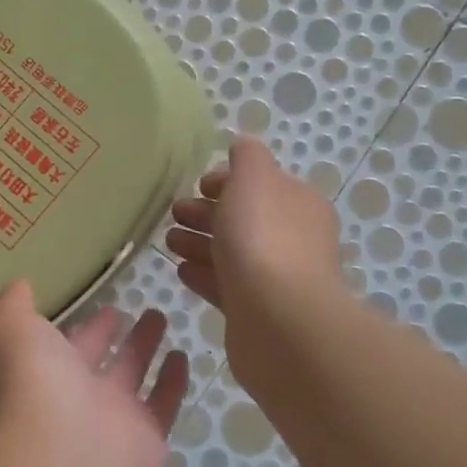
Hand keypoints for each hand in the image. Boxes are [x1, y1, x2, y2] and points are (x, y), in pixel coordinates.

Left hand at [0, 280, 188, 466]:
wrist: (65, 455)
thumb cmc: (32, 382)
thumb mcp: (10, 327)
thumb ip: (12, 304)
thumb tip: (20, 285)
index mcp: (39, 371)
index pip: (59, 344)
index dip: (78, 324)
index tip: (98, 301)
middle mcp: (72, 396)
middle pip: (95, 358)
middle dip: (107, 333)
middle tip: (127, 309)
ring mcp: (110, 420)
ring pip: (131, 375)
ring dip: (144, 347)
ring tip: (160, 317)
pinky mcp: (146, 439)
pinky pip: (162, 403)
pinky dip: (172, 381)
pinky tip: (182, 355)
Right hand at [165, 136, 350, 369]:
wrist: (278, 320)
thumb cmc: (263, 238)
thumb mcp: (253, 178)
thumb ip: (247, 156)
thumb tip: (242, 146)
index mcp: (298, 203)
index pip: (260, 184)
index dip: (227, 181)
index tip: (197, 185)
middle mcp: (293, 239)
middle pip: (243, 218)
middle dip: (207, 212)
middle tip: (174, 212)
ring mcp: (277, 278)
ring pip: (231, 252)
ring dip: (199, 242)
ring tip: (168, 242)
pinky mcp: (257, 312)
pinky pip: (225, 286)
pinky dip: (203, 274)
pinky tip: (180, 270)